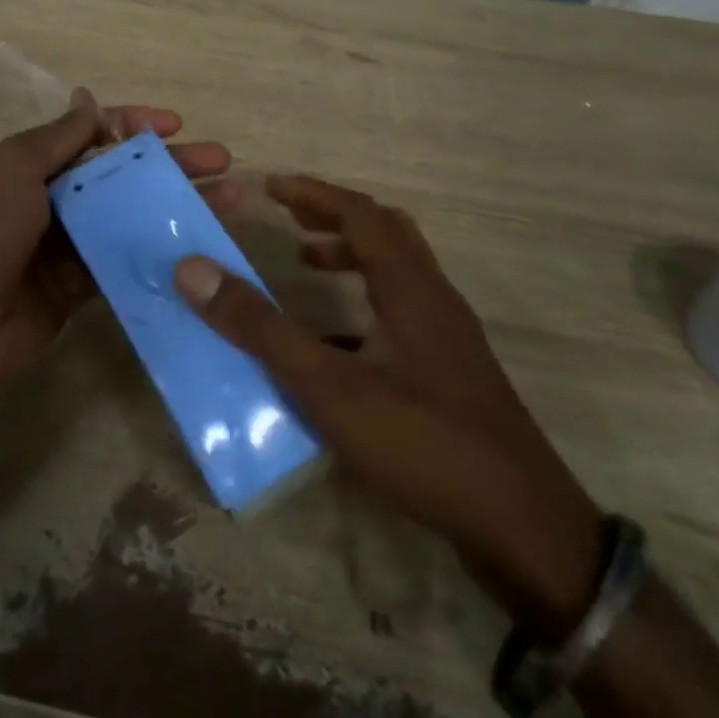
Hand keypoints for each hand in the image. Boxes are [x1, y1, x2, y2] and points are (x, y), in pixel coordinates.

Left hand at [0, 88, 233, 403]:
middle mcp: (53, 200)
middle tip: (222, 162)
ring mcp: (69, 245)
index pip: (91, 135)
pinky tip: (199, 247)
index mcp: (32, 167)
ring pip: (132, 217)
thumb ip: (58, 138)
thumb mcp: (14, 170)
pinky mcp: (81, 287)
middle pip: (121, 175)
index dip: (134, 126)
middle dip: (171, 165)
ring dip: (175, 207)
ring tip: (230, 201)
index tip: (176, 125)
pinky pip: (127, 261)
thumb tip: (88, 99)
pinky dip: (160, 251)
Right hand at [174, 175, 604, 637]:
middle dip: (333, 216)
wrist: (524, 530)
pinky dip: (362, 302)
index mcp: (411, 288)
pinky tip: (333, 341)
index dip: (313, 193)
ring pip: (397, 271)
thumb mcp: (329, 386)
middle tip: (288, 218)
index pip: (360, 214)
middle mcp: (434, 300)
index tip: (269, 187)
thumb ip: (261, 329)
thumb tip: (194, 269)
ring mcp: (448, 338)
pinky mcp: (451, 373)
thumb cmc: (423, 444)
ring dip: (351, 255)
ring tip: (305, 264)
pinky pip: (400, 311)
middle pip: (386, 232)